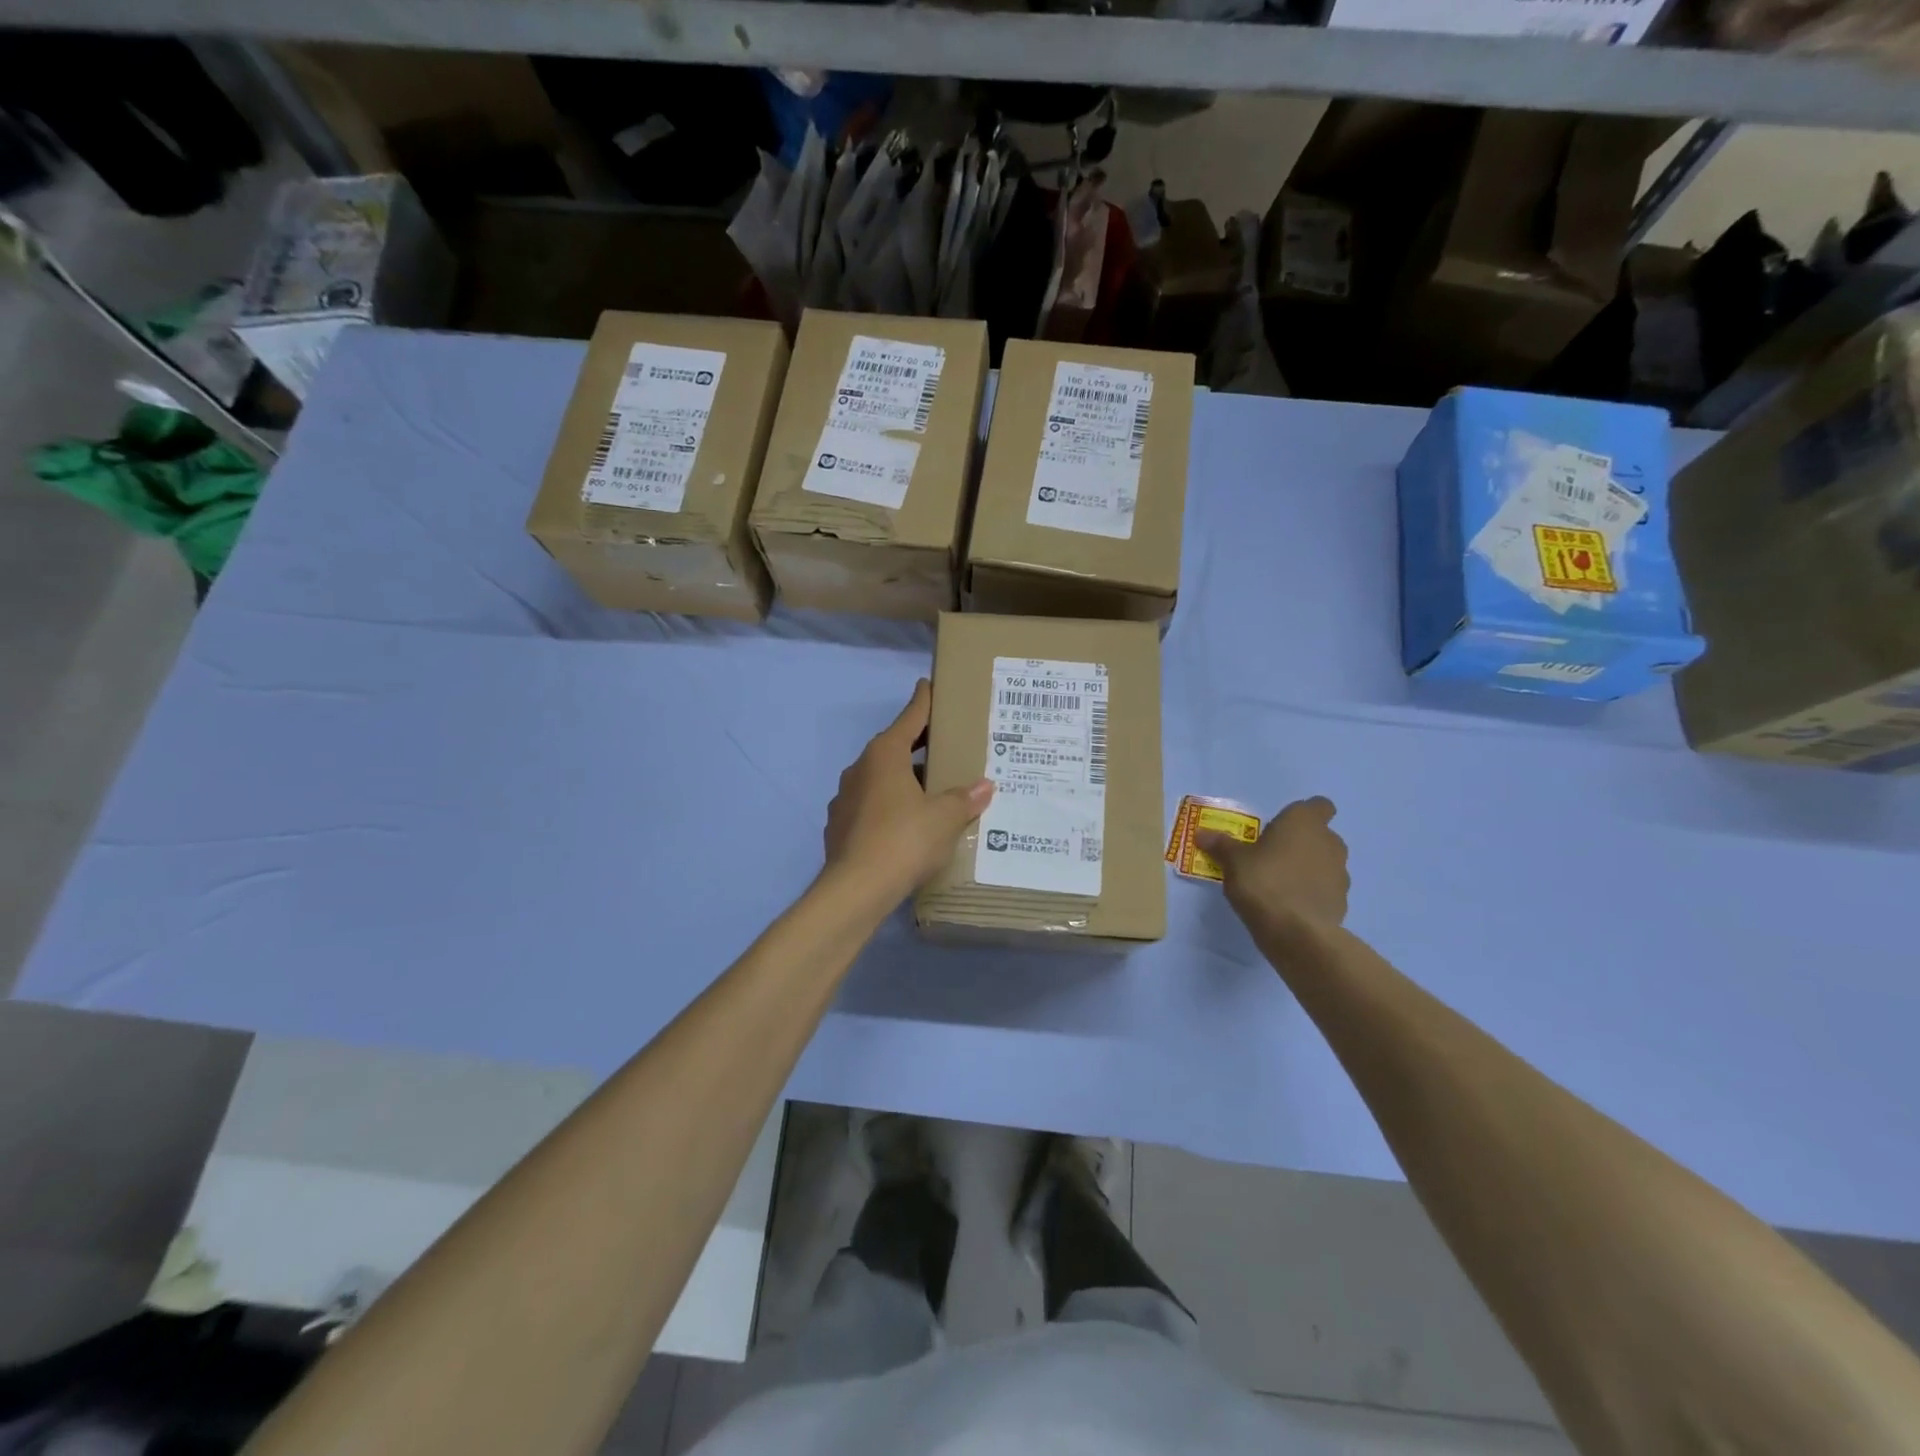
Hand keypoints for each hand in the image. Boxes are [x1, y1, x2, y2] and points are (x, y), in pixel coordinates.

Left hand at [824, 680, 993, 901]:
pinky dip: (890, 806)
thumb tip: (985, 786)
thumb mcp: (945, 818)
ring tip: (932, 790)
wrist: (856, 889)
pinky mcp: (840, 825)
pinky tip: (907, 824)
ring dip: (904, 779)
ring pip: (881, 778)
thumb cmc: (904, 840)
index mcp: (885, 754)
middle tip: (945, 743)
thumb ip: (965, 799)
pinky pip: (871, 805)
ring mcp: (845, 797)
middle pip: (894, 746)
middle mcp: (861, 768)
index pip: (910, 717)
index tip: (929, 685)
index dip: (924, 701)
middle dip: (919, 745)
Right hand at [1195, 797, 1349, 941]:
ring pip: (1325, 862)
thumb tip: (1201, 834)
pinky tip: (1290, 906)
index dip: (1303, 814)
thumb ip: (1221, 845)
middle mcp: (1329, 841)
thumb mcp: (1233, 861)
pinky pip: (1325, 889)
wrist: (1296, 932)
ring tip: (1280, 884)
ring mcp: (1340, 873)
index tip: (1282, 827)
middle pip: (1320, 835)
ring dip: (1308, 868)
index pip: (1319, 806)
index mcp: (1304, 822)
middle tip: (1272, 856)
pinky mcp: (1342, 901)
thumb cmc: (1263, 881)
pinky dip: (1312, 893)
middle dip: (1301, 843)